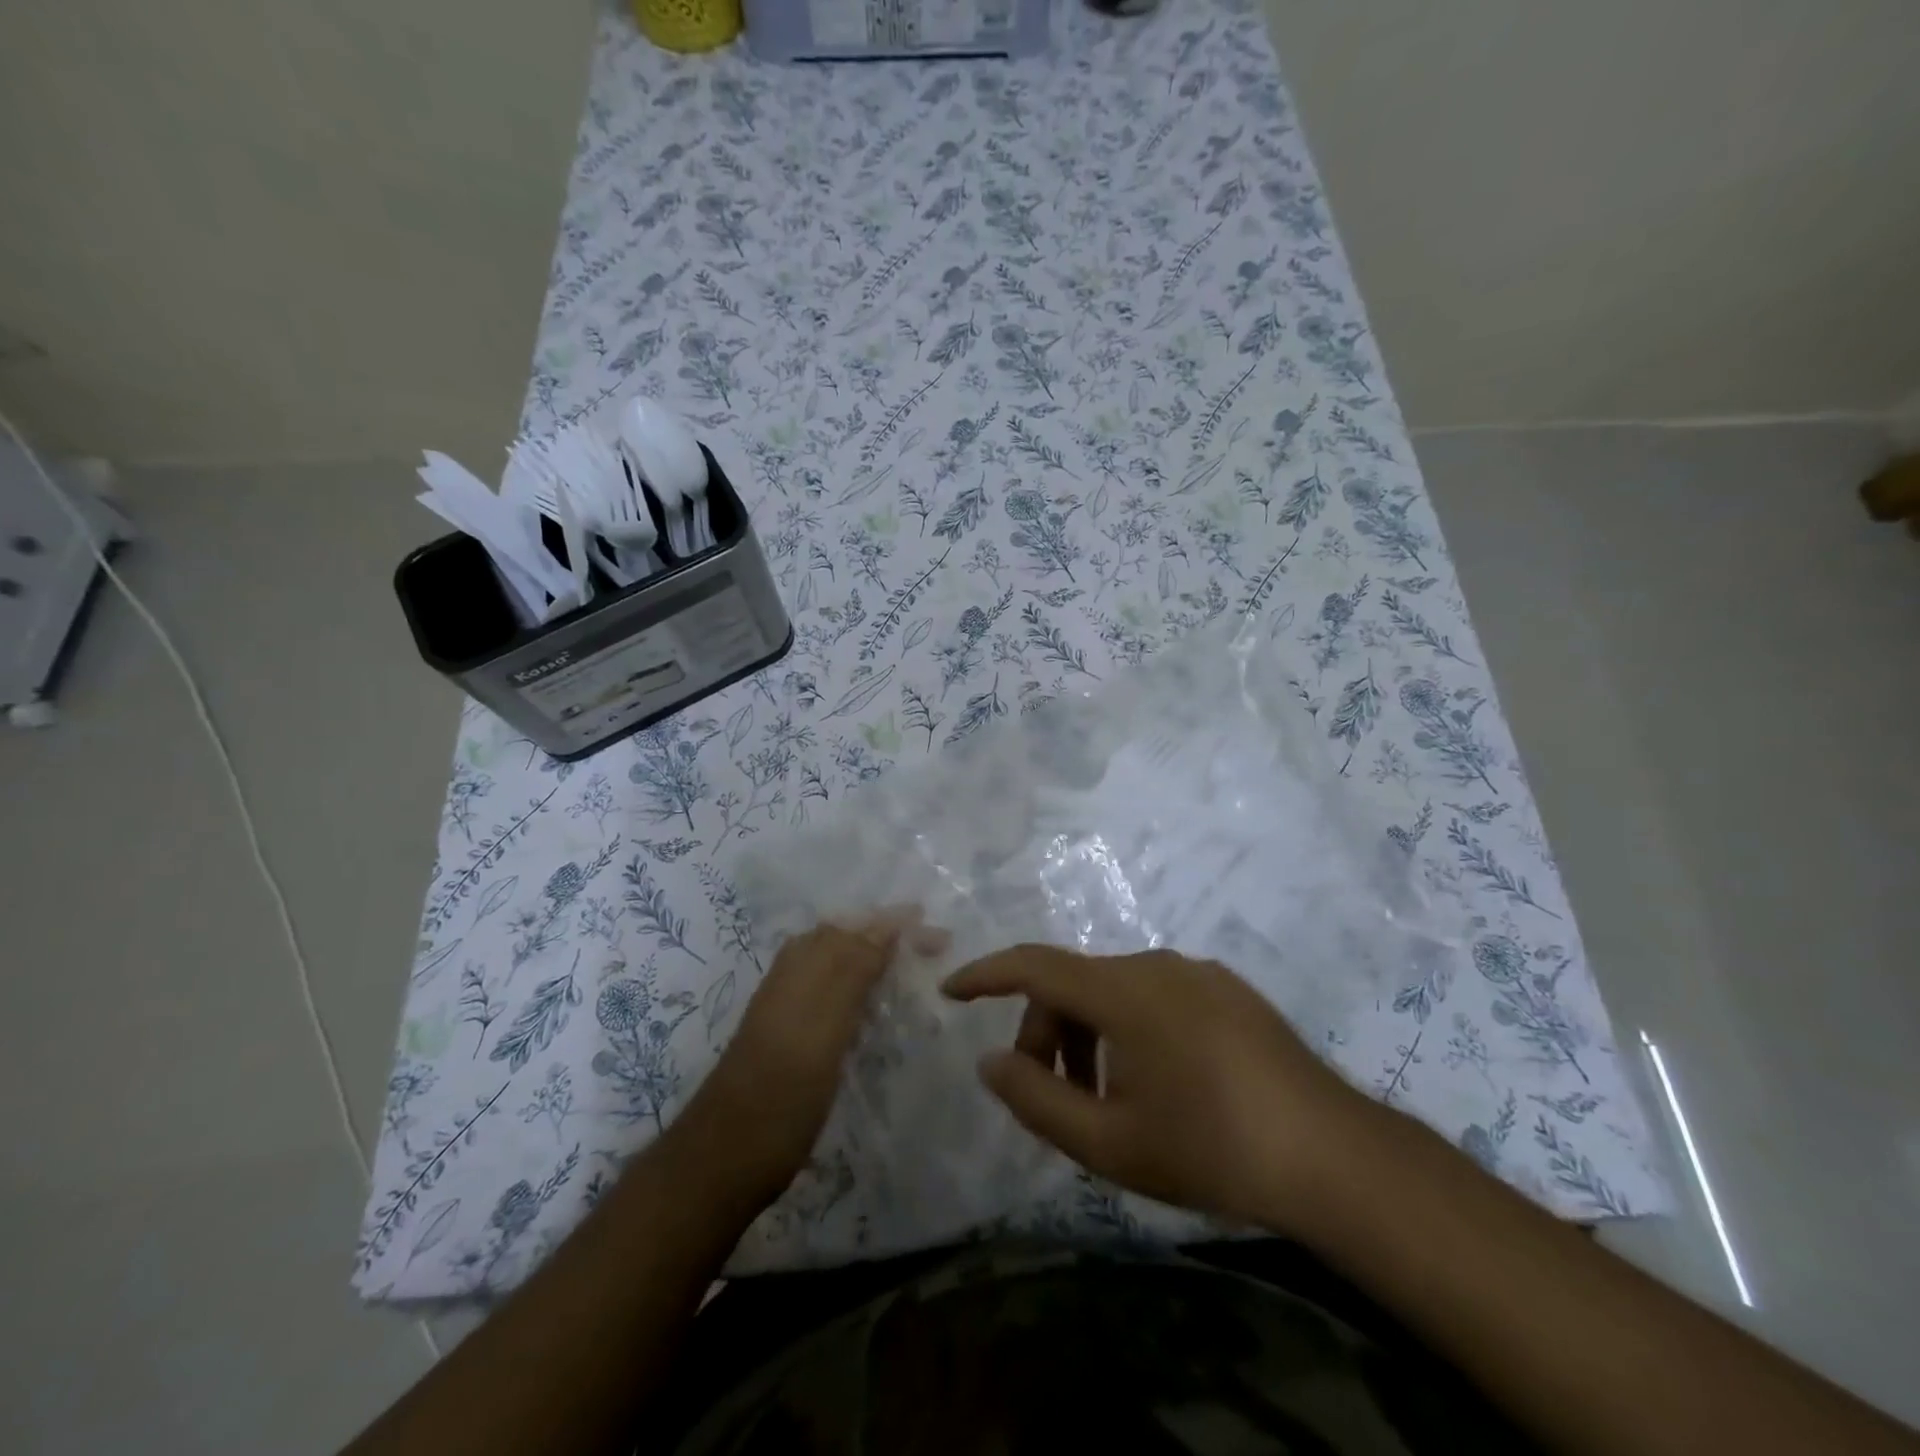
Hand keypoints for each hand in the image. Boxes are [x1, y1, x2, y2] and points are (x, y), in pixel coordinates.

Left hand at [668, 908, 946, 1209]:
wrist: (728, 1154)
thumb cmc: (784, 1088)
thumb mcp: (826, 1024)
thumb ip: (854, 969)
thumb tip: (887, 922)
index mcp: (803, 963)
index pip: (858, 927)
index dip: (898, 924)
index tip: (940, 934)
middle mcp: (795, 973)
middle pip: (849, 938)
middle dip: (891, 936)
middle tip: (936, 947)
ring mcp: (790, 1003)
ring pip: (840, 963)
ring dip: (877, 958)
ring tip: (913, 969)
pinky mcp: (792, 1034)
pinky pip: (833, 992)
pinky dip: (861, 987)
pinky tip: (877, 1007)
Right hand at [942, 944, 1382, 1233]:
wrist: (1331, 1156)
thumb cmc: (1210, 1148)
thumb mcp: (1109, 1142)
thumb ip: (1036, 1099)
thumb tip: (990, 1060)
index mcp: (1123, 991)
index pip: (1035, 965)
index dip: (986, 974)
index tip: (951, 991)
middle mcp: (1156, 964)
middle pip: (1075, 986)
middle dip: (1048, 1036)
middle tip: (1055, 1100)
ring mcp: (1196, 972)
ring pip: (1114, 992)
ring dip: (1090, 1038)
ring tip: (1108, 1103)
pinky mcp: (1227, 989)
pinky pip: (1154, 995)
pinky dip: (1129, 1029)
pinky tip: (1157, 1083)